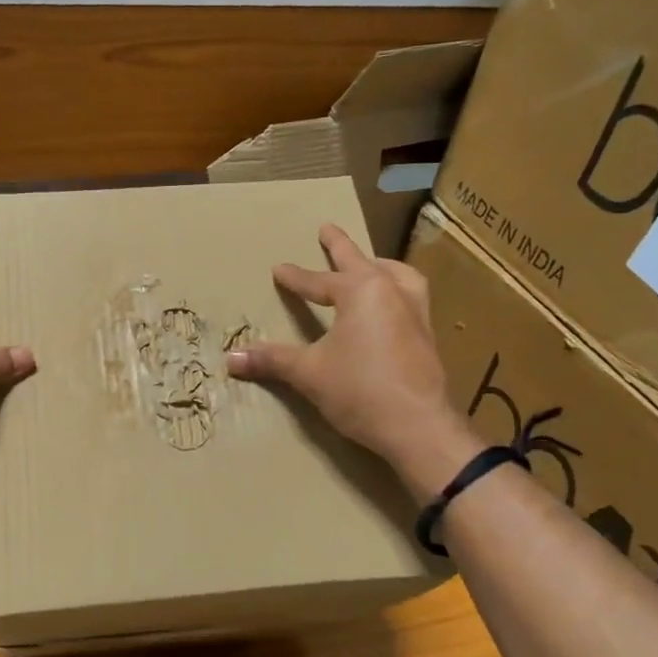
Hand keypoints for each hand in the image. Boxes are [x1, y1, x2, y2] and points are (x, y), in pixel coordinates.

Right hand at [226, 224, 474, 479]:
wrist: (419, 427)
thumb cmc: (360, 390)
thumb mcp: (309, 373)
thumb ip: (272, 360)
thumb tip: (230, 358)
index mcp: (361, 292)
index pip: (319, 281)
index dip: (295, 278)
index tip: (278, 269)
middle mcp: (392, 293)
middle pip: (361, 262)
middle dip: (340, 246)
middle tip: (327, 229)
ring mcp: (416, 313)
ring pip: (397, 276)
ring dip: (379, 266)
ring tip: (371, 264)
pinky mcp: (427, 337)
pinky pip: (410, 298)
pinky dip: (396, 291)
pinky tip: (389, 308)